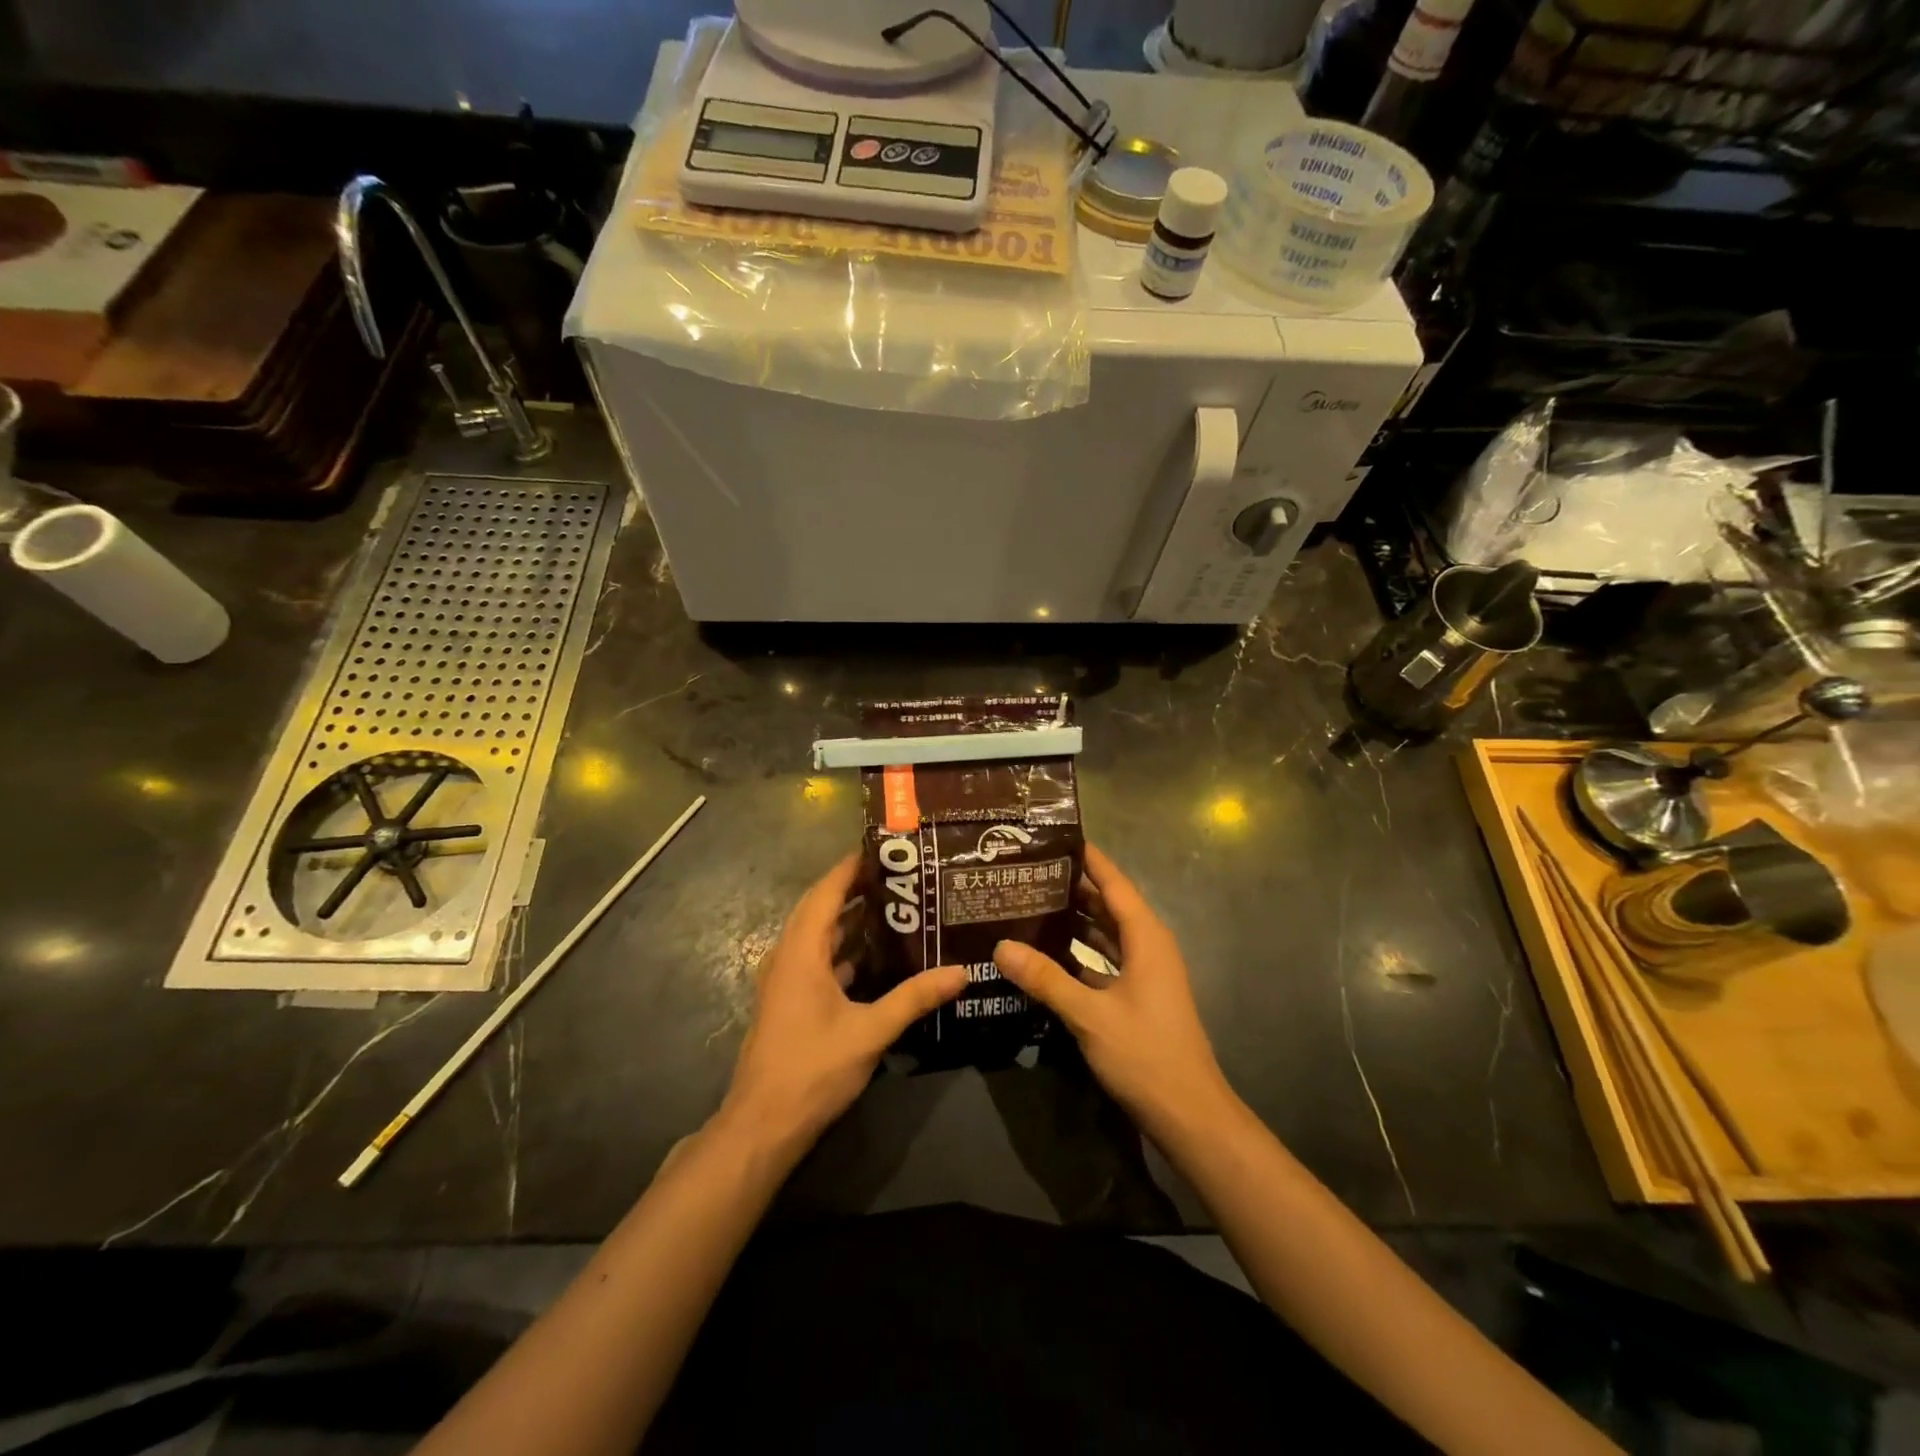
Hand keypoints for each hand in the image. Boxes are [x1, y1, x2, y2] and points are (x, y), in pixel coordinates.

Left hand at [718, 852, 966, 1160]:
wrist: (764, 1124)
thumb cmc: (812, 1068)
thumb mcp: (870, 1031)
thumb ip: (914, 998)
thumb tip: (961, 972)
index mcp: (801, 952)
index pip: (825, 892)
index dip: (850, 867)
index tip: (883, 849)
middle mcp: (788, 957)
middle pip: (819, 908)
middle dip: (854, 888)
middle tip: (898, 876)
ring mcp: (785, 980)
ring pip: (817, 936)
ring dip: (849, 920)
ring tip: (893, 908)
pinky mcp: (789, 1001)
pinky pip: (817, 959)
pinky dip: (843, 949)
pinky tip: (875, 957)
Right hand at [993, 845, 1236, 1147]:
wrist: (1189, 1115)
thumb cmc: (1146, 1055)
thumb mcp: (1089, 1015)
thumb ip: (1045, 978)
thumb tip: (1001, 945)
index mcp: (1146, 937)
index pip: (1114, 883)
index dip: (1088, 858)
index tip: (1055, 837)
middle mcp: (1148, 946)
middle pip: (1108, 904)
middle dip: (1072, 888)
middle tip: (1027, 873)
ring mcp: (1145, 973)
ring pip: (1106, 933)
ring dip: (1075, 920)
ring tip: (1030, 904)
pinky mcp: (1138, 996)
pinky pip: (1105, 959)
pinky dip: (1080, 952)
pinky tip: (1047, 953)